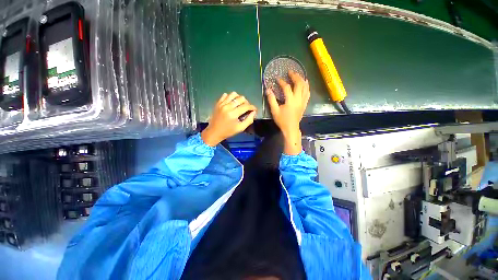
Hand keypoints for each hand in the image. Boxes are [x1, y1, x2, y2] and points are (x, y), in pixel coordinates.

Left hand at [201, 92, 256, 146]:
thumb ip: (249, 120)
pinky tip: (231, 103)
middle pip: (241, 98)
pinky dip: (230, 97)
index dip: (252, 107)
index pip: (246, 106)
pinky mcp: (218, 103)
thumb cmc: (228, 131)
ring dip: (239, 98)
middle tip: (247, 108)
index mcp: (233, 114)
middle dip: (247, 102)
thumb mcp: (240, 128)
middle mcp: (227, 107)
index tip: (254, 109)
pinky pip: (225, 95)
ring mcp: (222, 104)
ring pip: (233, 94)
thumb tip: (254, 112)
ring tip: (239, 104)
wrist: (214, 132)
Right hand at [266, 70, 309, 154]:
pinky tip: (305, 84)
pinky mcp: (304, 104)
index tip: (277, 79)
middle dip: (295, 76)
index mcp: (290, 101)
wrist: (291, 128)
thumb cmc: (282, 121)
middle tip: (290, 72)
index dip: (282, 82)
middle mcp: (298, 99)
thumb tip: (268, 90)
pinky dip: (307, 87)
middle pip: (299, 84)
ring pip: (305, 87)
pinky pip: (308, 93)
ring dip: (302, 80)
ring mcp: (303, 101)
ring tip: (298, 75)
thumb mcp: (275, 111)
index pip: (287, 87)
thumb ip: (271, 100)